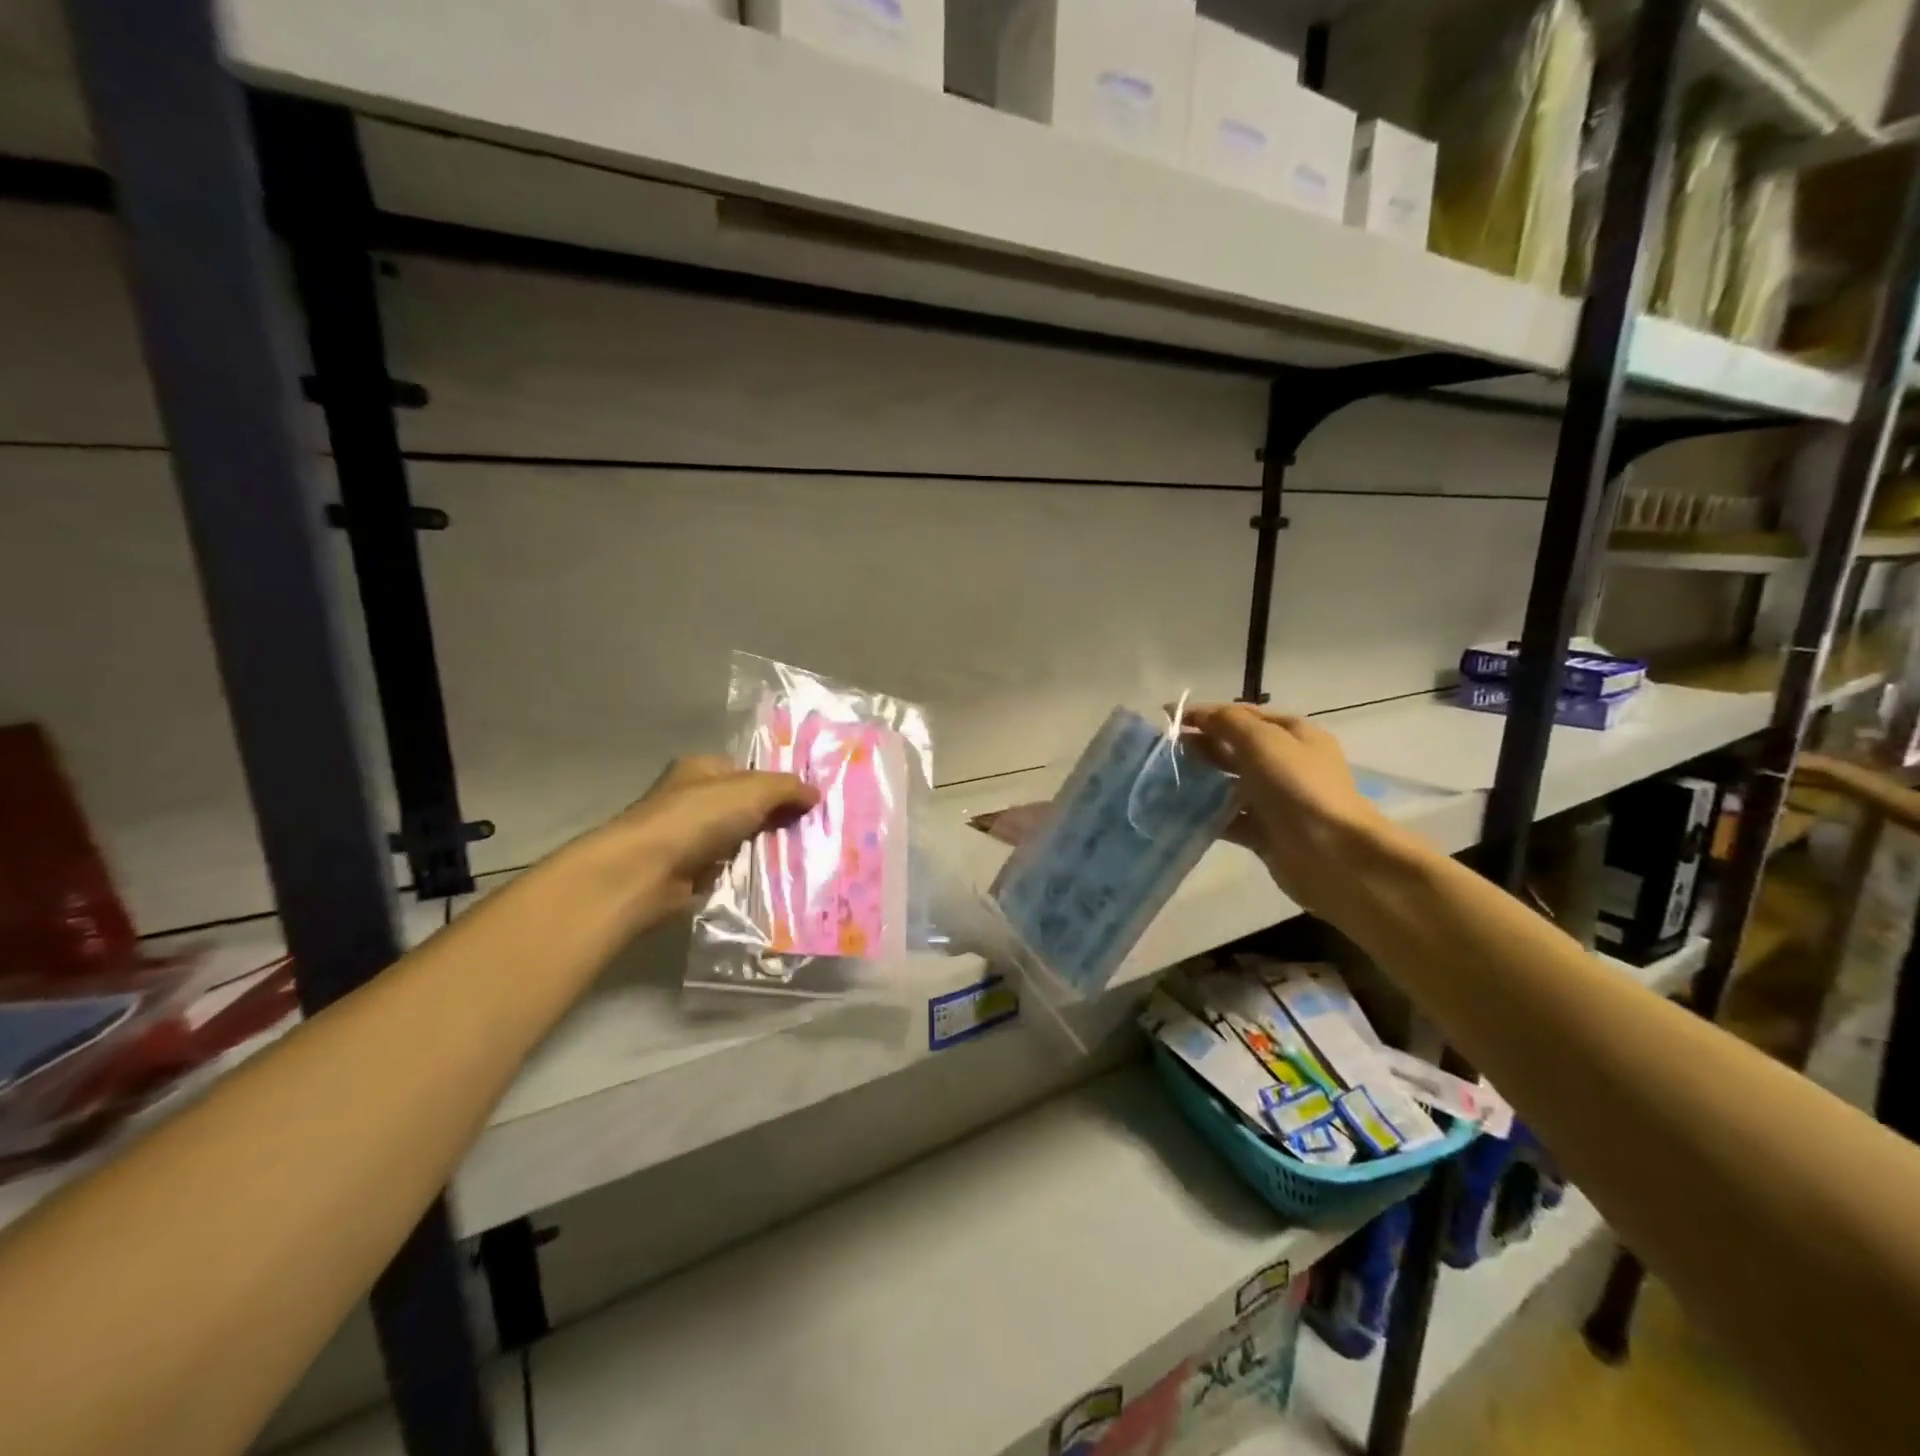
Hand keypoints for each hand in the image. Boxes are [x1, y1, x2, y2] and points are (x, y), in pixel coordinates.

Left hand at [588, 757, 818, 921]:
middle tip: (815, 830)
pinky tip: (778, 878)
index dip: (779, 783)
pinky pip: (732, 867)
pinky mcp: (690, 871)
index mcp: (703, 768)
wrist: (645, 874)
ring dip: (766, 848)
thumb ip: (787, 788)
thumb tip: (816, 793)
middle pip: (747, 805)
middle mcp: (694, 798)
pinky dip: (751, 872)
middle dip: (777, 817)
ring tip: (806, 856)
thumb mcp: (752, 790)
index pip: (748, 770)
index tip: (811, 800)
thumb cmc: (696, 818)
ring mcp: (690, 836)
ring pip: (742, 838)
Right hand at [1182, 704, 1388, 914]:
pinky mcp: (1264, 832)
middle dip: (1201, 746)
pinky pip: (1229, 819)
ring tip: (1164, 779)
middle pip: (1235, 748)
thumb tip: (1195, 713)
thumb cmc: (1298, 786)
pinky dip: (1206, 815)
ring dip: (1201, 781)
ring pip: (1229, 784)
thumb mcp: (1263, 741)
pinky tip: (1179, 812)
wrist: (1332, 854)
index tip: (1168, 719)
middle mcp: (1285, 764)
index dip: (1207, 714)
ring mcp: (1275, 800)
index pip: (1243, 715)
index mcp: (1293, 734)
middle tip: (1163, 751)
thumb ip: (1226, 722)